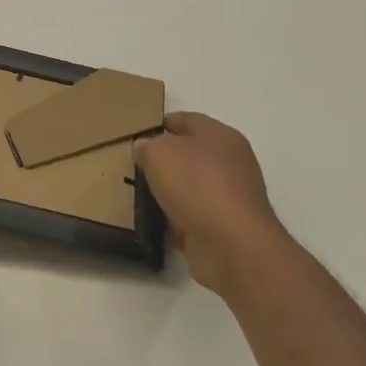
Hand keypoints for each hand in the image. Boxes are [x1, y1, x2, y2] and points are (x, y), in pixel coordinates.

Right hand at [134, 113, 284, 298]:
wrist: (231, 245)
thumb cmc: (196, 185)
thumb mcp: (158, 152)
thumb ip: (147, 145)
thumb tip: (145, 148)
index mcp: (219, 135)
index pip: (184, 120)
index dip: (158, 126)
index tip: (134, 137)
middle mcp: (231, 162)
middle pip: (189, 154)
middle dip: (163, 160)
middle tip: (135, 167)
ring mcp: (231, 196)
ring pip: (191, 186)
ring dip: (170, 191)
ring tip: (141, 195)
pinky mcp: (227, 227)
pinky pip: (194, 215)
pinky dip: (177, 218)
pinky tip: (158, 222)